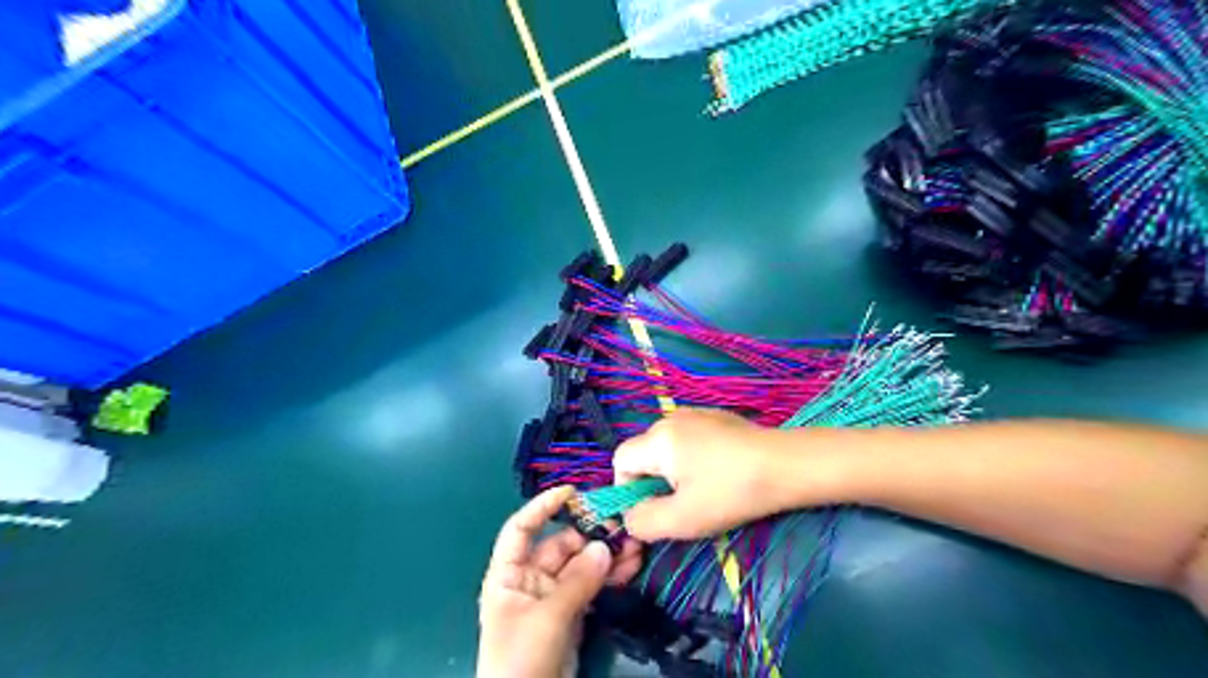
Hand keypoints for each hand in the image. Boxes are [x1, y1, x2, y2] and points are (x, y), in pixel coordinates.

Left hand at [476, 486, 641, 675]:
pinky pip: (592, 586)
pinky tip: (632, 566)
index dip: (543, 507)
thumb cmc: (521, 659)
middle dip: (591, 535)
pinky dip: (610, 576)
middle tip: (623, 526)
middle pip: (561, 545)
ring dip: (607, 555)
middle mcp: (530, 579)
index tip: (572, 492)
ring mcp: (553, 596)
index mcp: (509, 574)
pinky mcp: (572, 613)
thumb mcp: (547, 617)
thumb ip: (577, 581)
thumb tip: (604, 546)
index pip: (521, 528)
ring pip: (581, 565)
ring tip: (636, 545)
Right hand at [614, 408, 793, 538]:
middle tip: (681, 505)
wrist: (786, 466)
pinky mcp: (717, 418)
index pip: (620, 459)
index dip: (626, 488)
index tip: (650, 510)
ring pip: (667, 448)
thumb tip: (628, 517)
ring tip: (704, 491)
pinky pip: (689, 440)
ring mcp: (696, 414)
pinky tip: (720, 474)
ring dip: (674, 472)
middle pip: (644, 453)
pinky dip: (694, 459)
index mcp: (658, 438)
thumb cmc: (731, 492)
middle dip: (654, 482)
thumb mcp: (682, 519)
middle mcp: (672, 418)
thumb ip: (643, 521)